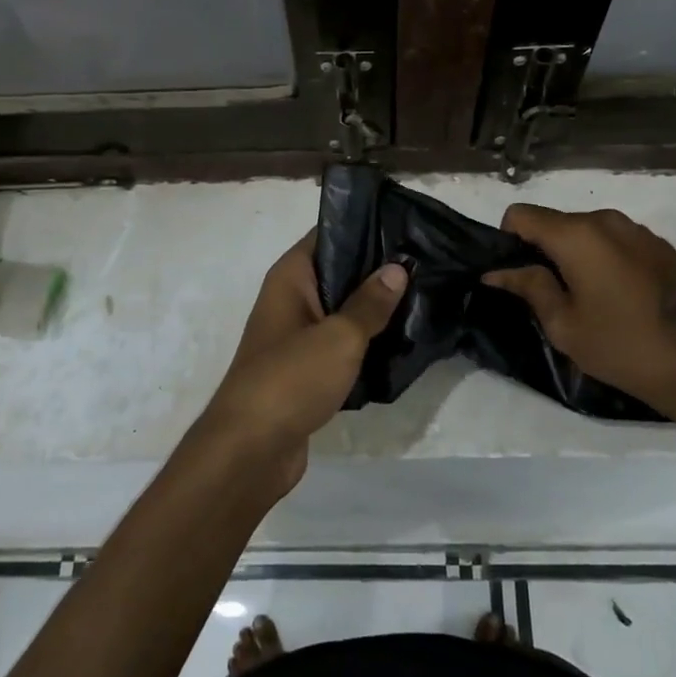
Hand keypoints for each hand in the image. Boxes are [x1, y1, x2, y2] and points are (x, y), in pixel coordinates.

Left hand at [193, 234, 407, 494]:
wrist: (251, 450)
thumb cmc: (291, 379)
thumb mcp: (339, 337)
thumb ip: (369, 303)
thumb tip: (396, 269)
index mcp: (290, 278)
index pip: (328, 235)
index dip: (364, 227)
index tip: (406, 226)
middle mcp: (290, 300)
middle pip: (338, 273)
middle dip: (377, 271)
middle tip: (425, 264)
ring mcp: (296, 336)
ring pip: (341, 311)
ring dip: (373, 311)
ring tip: (423, 299)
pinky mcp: (305, 370)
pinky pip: (339, 345)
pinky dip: (364, 343)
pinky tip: (400, 342)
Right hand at [483, 205, 675, 436]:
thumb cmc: (621, 346)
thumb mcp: (563, 324)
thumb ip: (528, 286)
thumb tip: (495, 271)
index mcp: (576, 234)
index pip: (521, 214)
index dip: (509, 241)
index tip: (517, 275)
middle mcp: (606, 219)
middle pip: (555, 221)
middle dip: (543, 250)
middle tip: (549, 295)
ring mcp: (638, 230)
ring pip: (587, 231)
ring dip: (576, 255)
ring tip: (587, 298)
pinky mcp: (660, 246)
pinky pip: (616, 241)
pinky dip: (605, 259)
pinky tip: (619, 297)